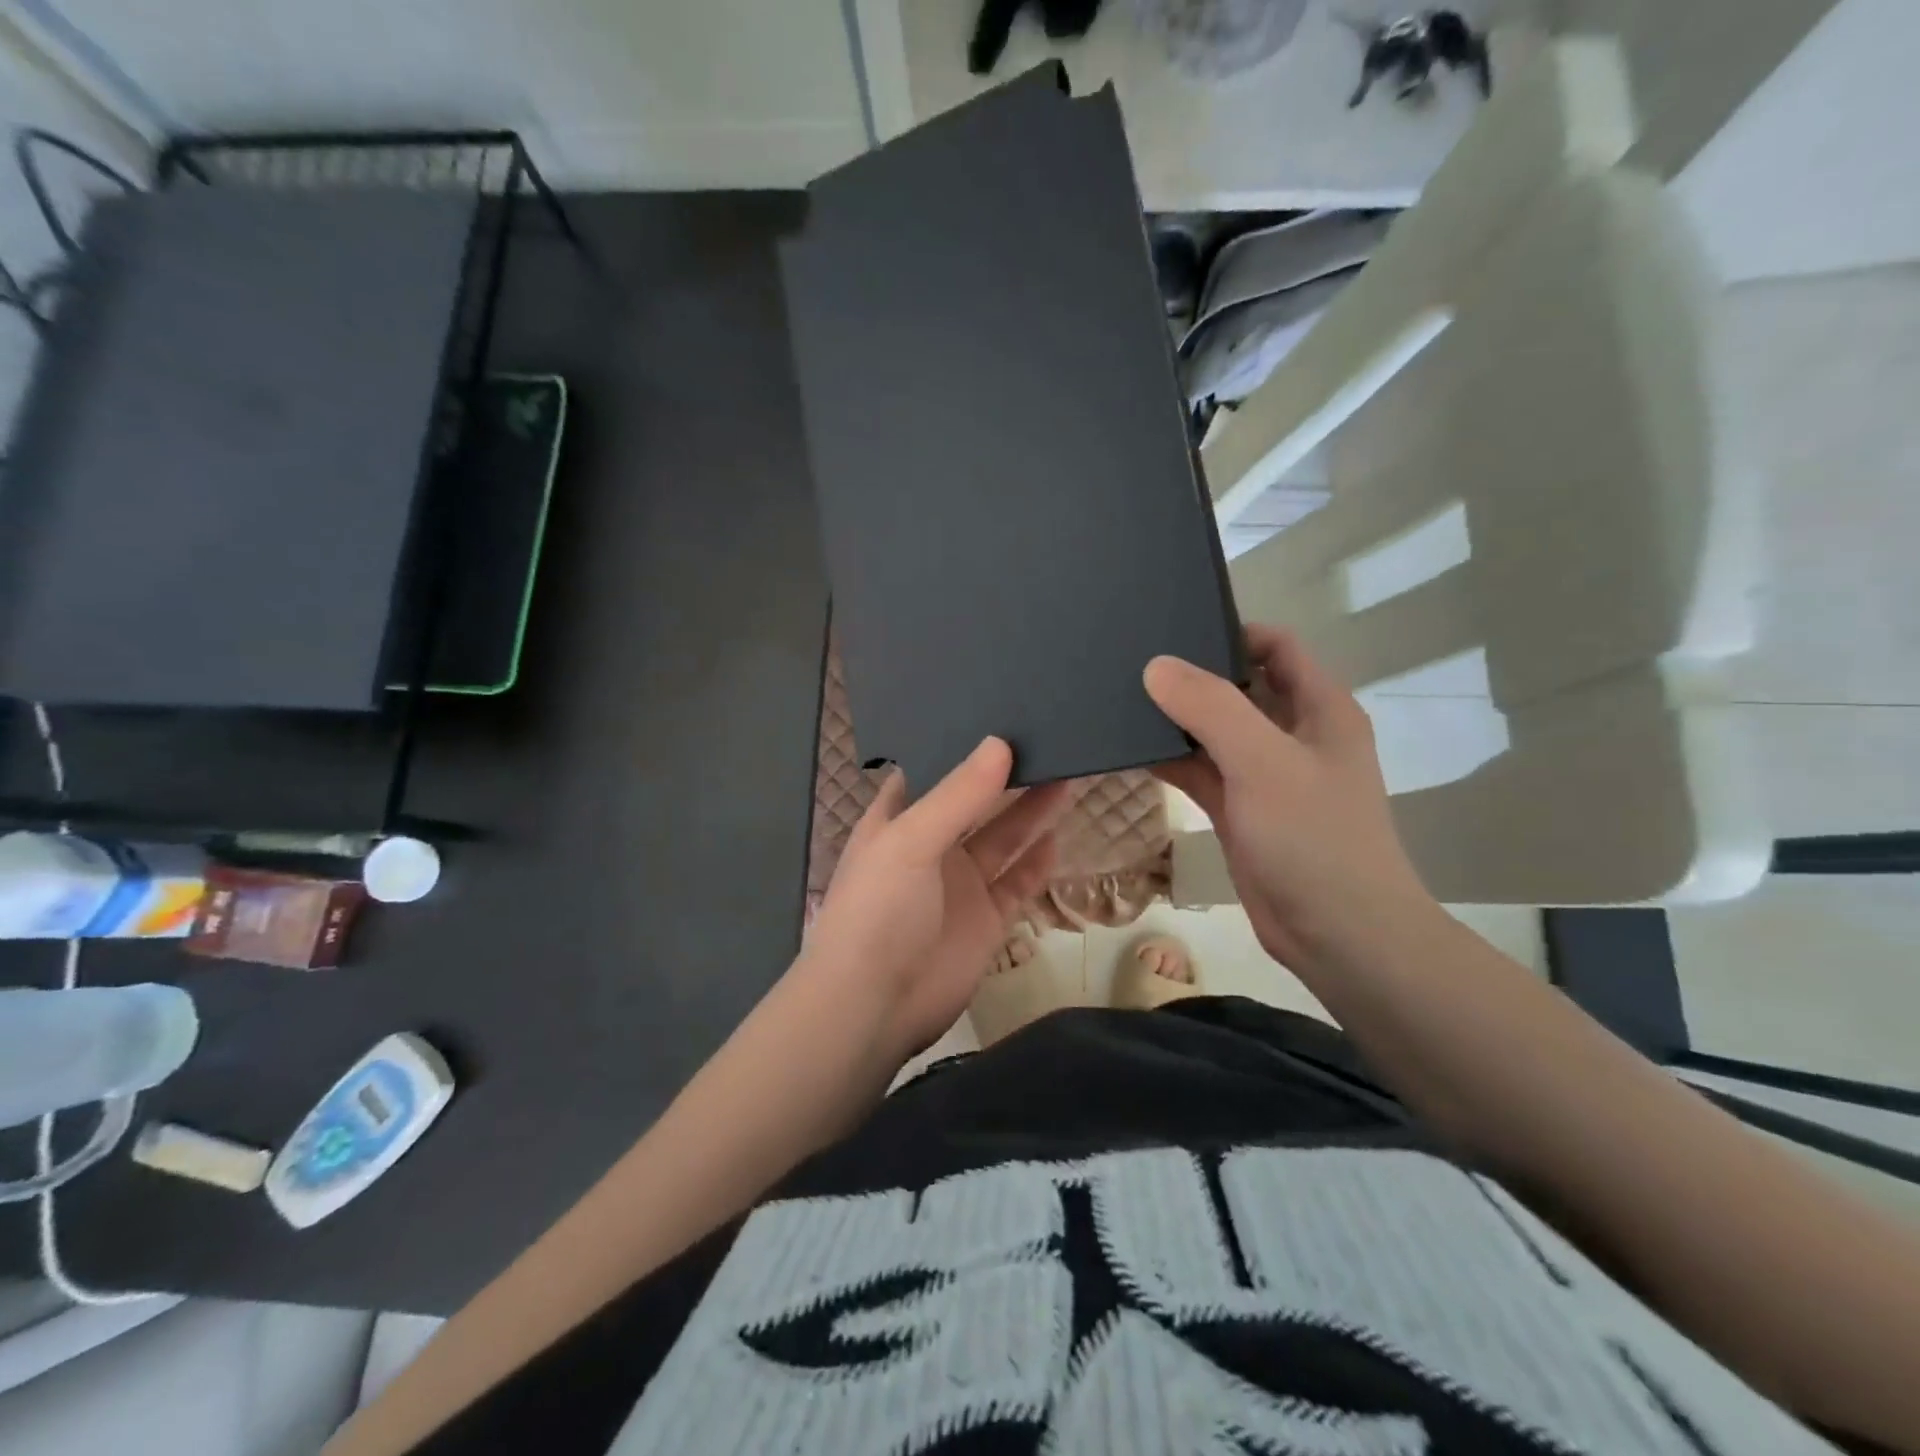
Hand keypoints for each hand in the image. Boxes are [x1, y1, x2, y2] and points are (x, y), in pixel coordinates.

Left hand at [805, 738, 1070, 1059]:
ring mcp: (960, 885)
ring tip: (1069, 772)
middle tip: (1050, 738)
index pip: (933, 772)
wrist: (874, 1006)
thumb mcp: (910, 841)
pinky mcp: (986, 920)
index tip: (1000, 715)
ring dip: (1032, 812)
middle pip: (976, 802)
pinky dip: (1038, 863)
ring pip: (1003, 839)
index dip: (962, 747)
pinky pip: (1018, 883)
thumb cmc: (879, 909)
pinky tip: (1060, 836)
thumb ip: (958, 794)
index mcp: (898, 821)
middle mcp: (931, 847)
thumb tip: (1001, 742)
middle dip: (1008, 776)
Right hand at [1144, 625, 1433, 971]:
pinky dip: (1170, 759)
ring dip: (1174, 719)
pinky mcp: (1241, 810)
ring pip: (1213, 730)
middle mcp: (1293, 733)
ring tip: (1117, 699)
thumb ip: (1210, 708)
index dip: (1229, 631)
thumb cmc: (1314, 839)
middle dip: (1190, 674)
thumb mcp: (1263, 762)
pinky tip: (1128, 750)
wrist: (1339, 936)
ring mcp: (1265, 774)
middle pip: (1238, 685)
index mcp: (1318, 708)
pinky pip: (1200, 770)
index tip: (1171, 629)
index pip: (1275, 645)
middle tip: (1129, 662)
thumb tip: (1155, 666)